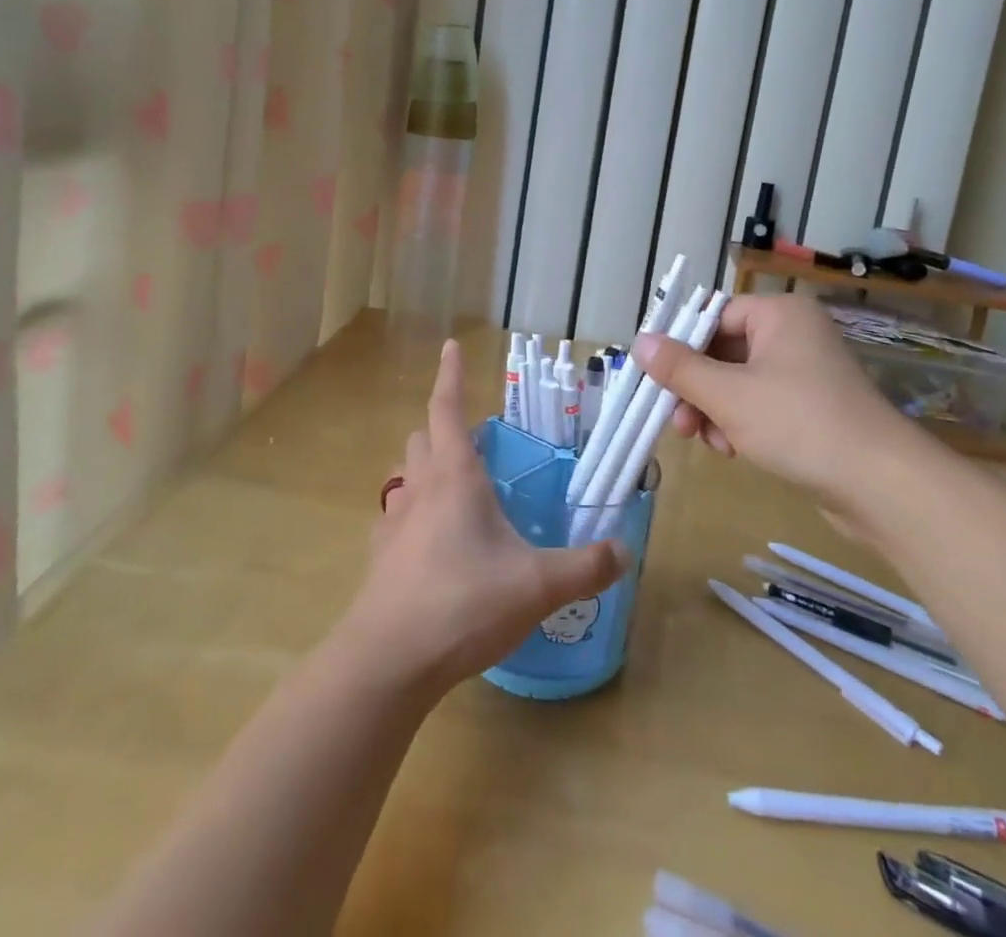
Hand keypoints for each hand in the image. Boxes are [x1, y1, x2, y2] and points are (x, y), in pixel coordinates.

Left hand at [344, 341, 628, 691]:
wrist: (388, 660)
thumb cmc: (463, 603)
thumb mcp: (537, 585)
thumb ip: (585, 567)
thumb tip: (624, 551)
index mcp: (455, 477)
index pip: (447, 408)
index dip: (450, 375)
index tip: (450, 345)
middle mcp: (420, 489)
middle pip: (423, 438)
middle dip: (443, 426)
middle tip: (473, 437)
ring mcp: (394, 522)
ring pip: (406, 475)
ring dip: (425, 467)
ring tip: (454, 485)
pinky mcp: (381, 557)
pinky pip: (396, 517)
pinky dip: (412, 512)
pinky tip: (429, 539)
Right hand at [634, 294, 917, 504]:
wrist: (881, 485)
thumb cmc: (799, 424)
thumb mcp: (728, 395)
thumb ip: (679, 368)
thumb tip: (639, 342)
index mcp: (779, 314)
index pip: (712, 317)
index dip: (680, 346)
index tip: (654, 378)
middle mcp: (793, 334)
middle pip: (722, 351)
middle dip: (696, 389)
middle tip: (677, 422)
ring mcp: (805, 372)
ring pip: (737, 382)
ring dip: (714, 410)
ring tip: (708, 442)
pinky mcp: (812, 407)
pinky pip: (760, 403)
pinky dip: (739, 423)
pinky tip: (733, 450)